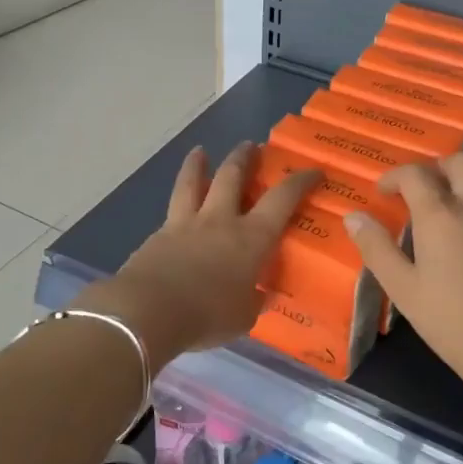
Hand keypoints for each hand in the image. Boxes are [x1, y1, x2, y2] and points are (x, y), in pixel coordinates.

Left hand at [84, 143, 315, 367]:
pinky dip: (178, 201)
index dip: (300, 181)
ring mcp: (186, 223)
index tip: (313, 170)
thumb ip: (253, 301)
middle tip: (251, 146)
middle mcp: (220, 220)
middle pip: (232, 176)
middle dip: (244, 157)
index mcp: (251, 238)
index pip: (282, 199)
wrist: (148, 311)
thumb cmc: (207, 315)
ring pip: (193, 182)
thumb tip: (260, 296)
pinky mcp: (158, 235)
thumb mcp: (243, 317)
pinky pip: (172, 209)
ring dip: (198, 164)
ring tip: (200, 151)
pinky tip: (177, 206)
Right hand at [343, 153, 462, 376]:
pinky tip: (459, 241)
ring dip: (455, 186)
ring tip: (434, 217)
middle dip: (435, 167)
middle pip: (460, 162)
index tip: (382, 193)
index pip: (416, 174)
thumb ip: (376, 248)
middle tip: (416, 191)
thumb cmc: (449, 319)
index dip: (394, 177)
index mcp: (441, 214)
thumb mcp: (402, 288)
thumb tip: (354, 217)